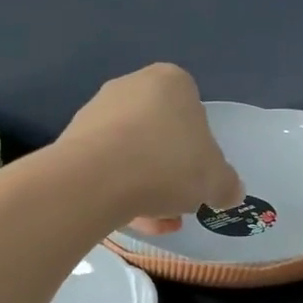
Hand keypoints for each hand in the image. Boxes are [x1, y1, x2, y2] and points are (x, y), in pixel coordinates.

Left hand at [58, 64, 244, 232]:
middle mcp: (131, 86)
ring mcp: (98, 111)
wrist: (94, 180)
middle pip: (162, 133)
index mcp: (171, 82)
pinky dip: (121, 190)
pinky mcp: (72, 140)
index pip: (194, 111)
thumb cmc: (167, 165)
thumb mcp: (216, 181)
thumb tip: (230, 191)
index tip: (200, 175)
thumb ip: (228, 185)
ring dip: (147, 185)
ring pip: (133, 152)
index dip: (201, 147)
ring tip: (156, 220)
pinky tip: (130, 219)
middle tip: (179, 199)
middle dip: (171, 168)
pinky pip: (107, 166)